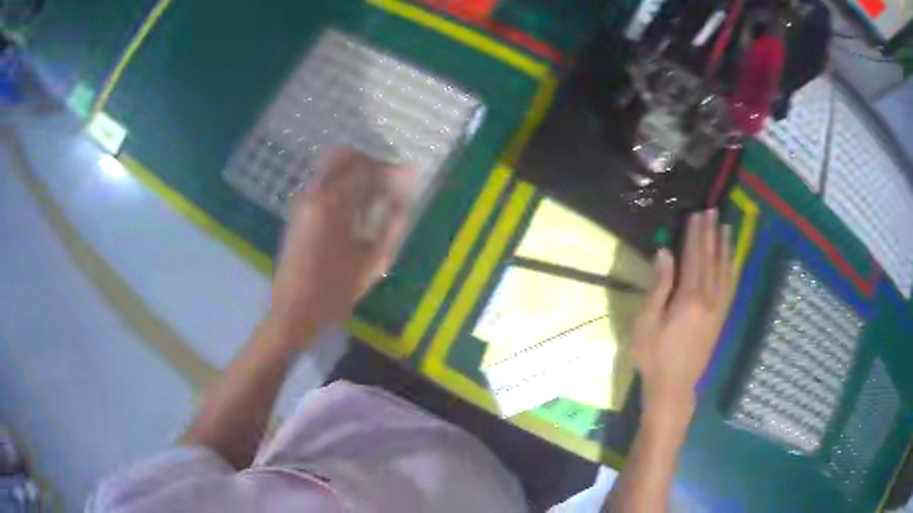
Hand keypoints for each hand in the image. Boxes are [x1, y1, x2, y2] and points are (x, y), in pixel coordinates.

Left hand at [270, 148, 414, 343]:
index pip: (365, 167)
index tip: (407, 179)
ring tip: (373, 204)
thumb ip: (392, 225)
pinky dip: (341, 188)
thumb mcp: (371, 263)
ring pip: (331, 168)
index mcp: (332, 205)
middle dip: (370, 164)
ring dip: (355, 176)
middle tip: (388, 186)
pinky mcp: (296, 212)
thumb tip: (405, 198)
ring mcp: (301, 202)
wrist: (292, 313)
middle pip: (343, 156)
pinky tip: (354, 215)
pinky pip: (322, 185)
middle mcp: (313, 194)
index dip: (389, 170)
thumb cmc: (334, 293)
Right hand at [632, 210, 734, 416]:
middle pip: (711, 260)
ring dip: (725, 247)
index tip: (697, 214)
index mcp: (689, 299)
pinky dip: (732, 269)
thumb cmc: (654, 356)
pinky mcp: (721, 319)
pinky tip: (734, 260)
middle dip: (711, 234)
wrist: (674, 388)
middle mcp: (709, 299)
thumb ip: (658, 287)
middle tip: (713, 212)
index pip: (694, 257)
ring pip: (724, 271)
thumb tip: (665, 253)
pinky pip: (730, 288)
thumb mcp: (647, 323)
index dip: (695, 234)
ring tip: (726, 228)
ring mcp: (718, 309)